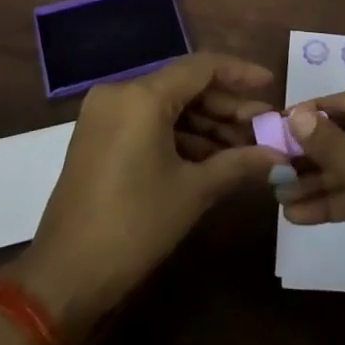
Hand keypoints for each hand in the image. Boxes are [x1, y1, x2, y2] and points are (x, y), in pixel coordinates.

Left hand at [9, 54, 286, 340]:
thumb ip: (239, 163)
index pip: (201, 67)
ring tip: (245, 147)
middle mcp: (120, 93)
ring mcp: (105, 115)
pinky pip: (148, 123)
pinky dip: (180, 136)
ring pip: (167, 106)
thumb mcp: (193, 191)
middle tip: (264, 128)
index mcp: (141, 96)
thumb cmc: (134, 225)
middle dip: (226, 107)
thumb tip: (279, 156)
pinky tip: (212, 158)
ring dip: (206, 125)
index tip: (271, 85)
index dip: (240, 73)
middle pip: (185, 86)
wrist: (65, 276)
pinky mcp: (99, 137)